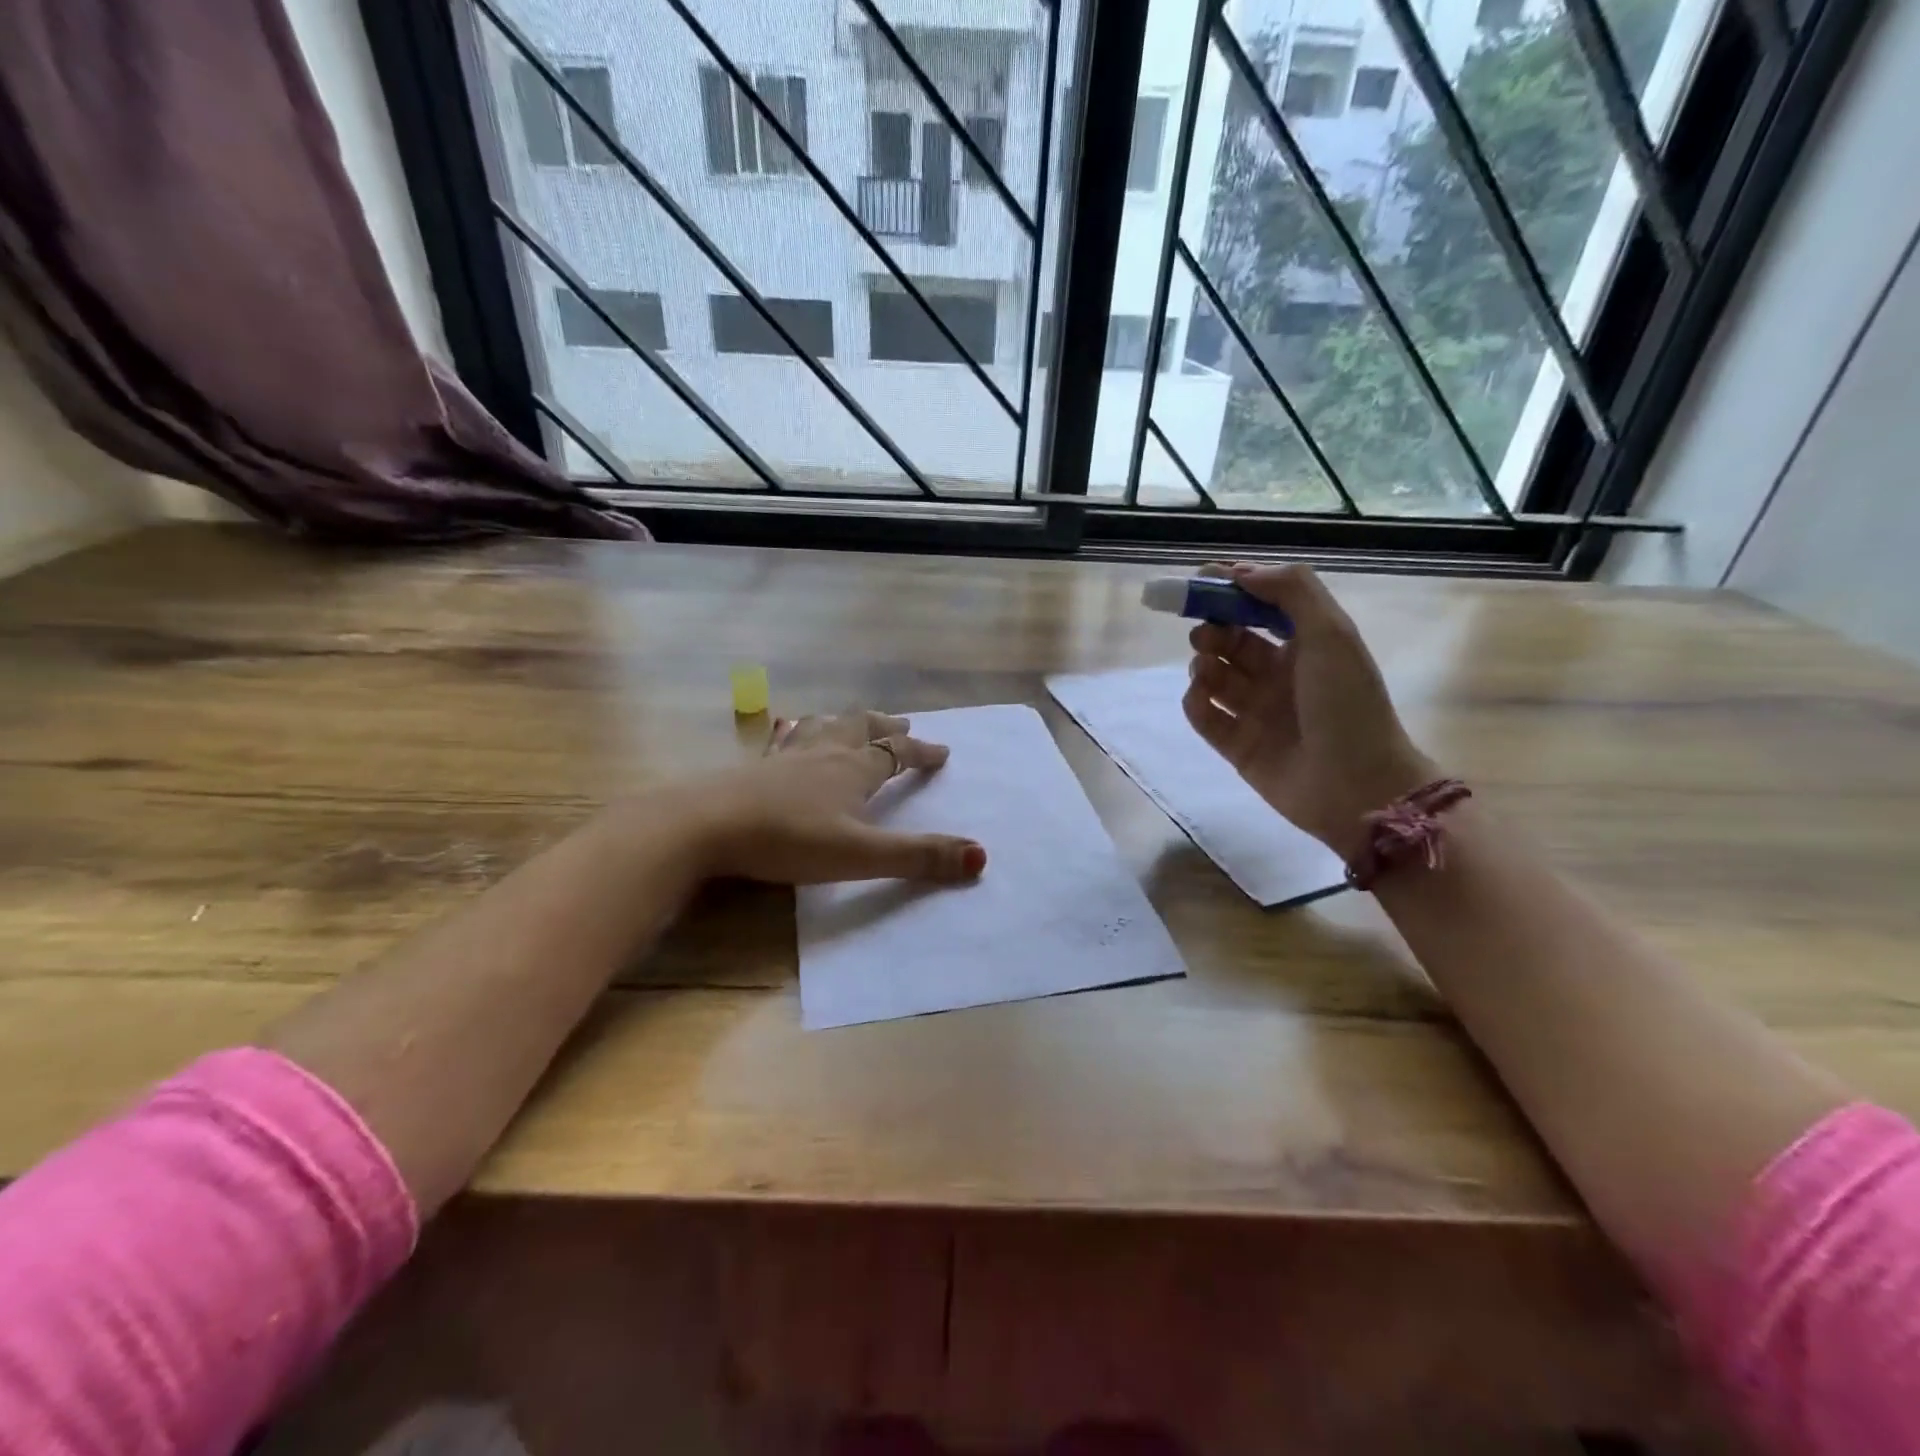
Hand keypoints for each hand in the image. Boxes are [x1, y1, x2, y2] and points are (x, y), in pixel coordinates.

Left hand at [692, 709, 987, 885]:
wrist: (703, 826)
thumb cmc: (786, 839)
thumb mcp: (859, 854)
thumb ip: (917, 857)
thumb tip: (981, 856)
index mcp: (852, 770)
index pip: (896, 753)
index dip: (921, 753)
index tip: (942, 752)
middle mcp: (823, 754)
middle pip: (861, 728)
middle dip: (885, 727)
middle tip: (902, 725)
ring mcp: (785, 758)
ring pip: (824, 728)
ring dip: (846, 723)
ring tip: (852, 721)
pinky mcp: (753, 769)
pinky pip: (786, 741)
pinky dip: (800, 733)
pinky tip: (788, 737)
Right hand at [1185, 563, 1435, 862]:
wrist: (1357, 786)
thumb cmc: (1347, 705)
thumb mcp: (1331, 634)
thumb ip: (1291, 592)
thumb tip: (1240, 572)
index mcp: (1307, 645)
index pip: (1261, 607)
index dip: (1232, 590)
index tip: (1201, 580)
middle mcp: (1280, 675)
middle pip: (1233, 639)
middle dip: (1213, 628)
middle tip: (1206, 633)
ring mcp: (1257, 711)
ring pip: (1215, 676)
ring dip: (1203, 663)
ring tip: (1206, 670)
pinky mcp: (1237, 745)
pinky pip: (1205, 714)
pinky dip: (1196, 701)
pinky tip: (1202, 697)